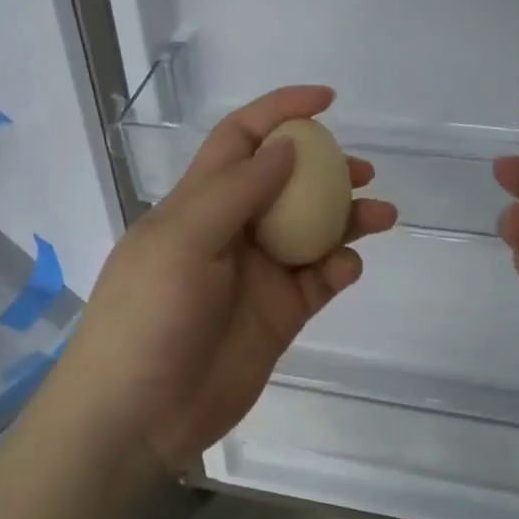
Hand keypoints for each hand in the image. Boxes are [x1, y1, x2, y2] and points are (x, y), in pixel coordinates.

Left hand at [54, 86, 397, 471]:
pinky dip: (339, 268)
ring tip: (381, 213)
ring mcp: (257, 274)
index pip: (241, 139)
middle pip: (286, 182)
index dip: (279, 111)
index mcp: (199, 202)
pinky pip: (319, 280)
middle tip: (363, 170)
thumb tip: (287, 145)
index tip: (326, 100)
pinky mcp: (279, 315)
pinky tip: (346, 268)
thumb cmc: (148, 316)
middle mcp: (231, 230)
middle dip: (325, 168)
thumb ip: (237, 191)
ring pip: (312, 230)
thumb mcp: (182, 240)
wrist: (138, 418)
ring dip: (347, 217)